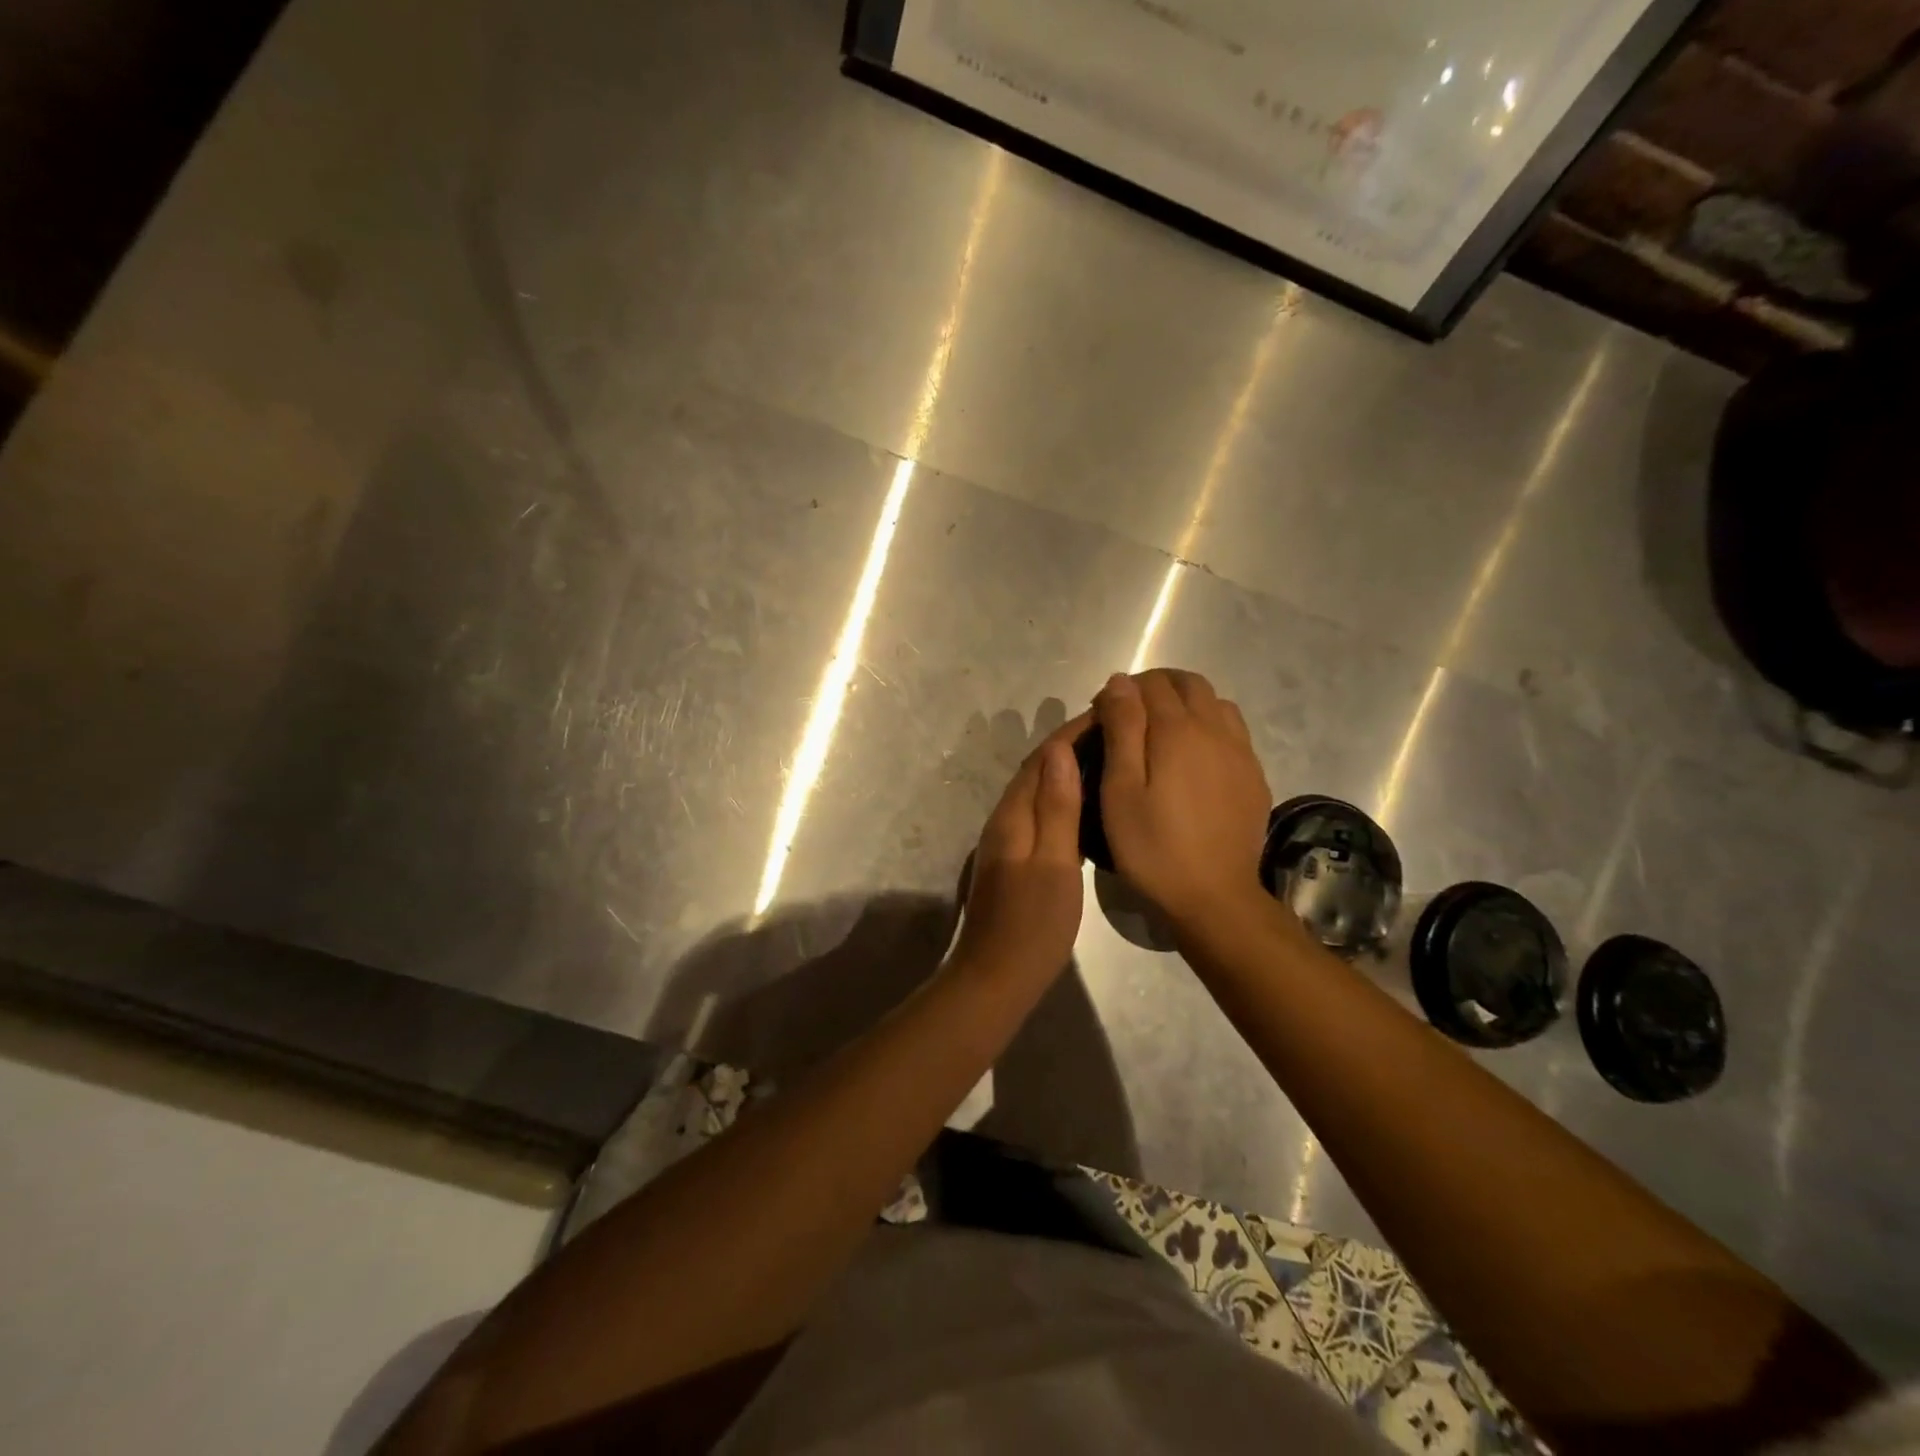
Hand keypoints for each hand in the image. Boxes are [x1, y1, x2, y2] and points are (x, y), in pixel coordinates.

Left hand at [950, 713, 1089, 980]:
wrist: (996, 976)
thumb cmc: (1033, 923)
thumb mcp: (1052, 863)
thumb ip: (1056, 807)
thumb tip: (1058, 749)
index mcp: (1013, 815)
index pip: (1043, 758)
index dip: (1072, 732)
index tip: (1107, 713)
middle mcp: (1004, 819)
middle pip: (1036, 770)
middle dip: (1069, 745)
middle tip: (1112, 732)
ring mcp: (1006, 840)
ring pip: (1036, 790)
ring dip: (1065, 769)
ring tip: (1105, 759)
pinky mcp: (1013, 858)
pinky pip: (1038, 812)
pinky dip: (1061, 798)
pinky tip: (1083, 806)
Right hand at [1093, 670, 1270, 927]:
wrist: (1214, 896)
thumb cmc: (1153, 846)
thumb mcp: (1120, 790)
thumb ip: (1122, 729)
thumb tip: (1120, 682)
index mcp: (1177, 730)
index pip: (1149, 683)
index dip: (1121, 691)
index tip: (1102, 716)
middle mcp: (1215, 729)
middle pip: (1188, 683)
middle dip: (1155, 687)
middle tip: (1130, 718)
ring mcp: (1241, 752)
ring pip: (1215, 702)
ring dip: (1186, 703)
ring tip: (1162, 733)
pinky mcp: (1254, 776)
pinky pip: (1233, 730)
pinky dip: (1209, 726)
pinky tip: (1194, 758)